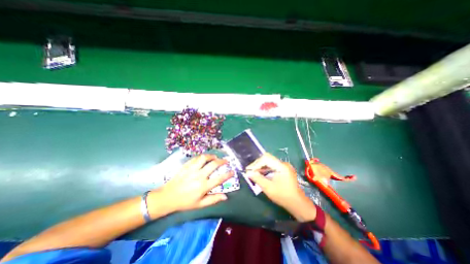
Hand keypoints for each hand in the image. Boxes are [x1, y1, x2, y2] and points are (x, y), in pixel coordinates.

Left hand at [150, 153, 234, 213]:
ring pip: (204, 158)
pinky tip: (204, 159)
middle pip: (213, 165)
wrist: (168, 197)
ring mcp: (192, 169)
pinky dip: (202, 157)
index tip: (233, 171)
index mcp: (203, 186)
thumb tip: (225, 196)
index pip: (219, 179)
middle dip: (222, 161)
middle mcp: (199, 176)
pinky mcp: (186, 166)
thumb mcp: (200, 204)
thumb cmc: (185, 202)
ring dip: (211, 156)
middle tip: (225, 160)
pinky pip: (196, 158)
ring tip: (215, 157)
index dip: (228, 174)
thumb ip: (213, 199)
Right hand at [246, 152, 314, 220]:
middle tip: (250, 171)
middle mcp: (283, 164)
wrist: (297, 203)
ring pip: (269, 162)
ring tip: (253, 172)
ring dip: (261, 166)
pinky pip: (272, 166)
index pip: (266, 158)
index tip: (249, 170)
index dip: (256, 163)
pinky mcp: (284, 170)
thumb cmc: (283, 196)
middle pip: (267, 158)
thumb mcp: (268, 188)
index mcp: (281, 166)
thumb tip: (248, 173)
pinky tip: (261, 174)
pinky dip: (265, 169)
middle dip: (257, 164)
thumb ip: (258, 179)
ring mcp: (284, 166)